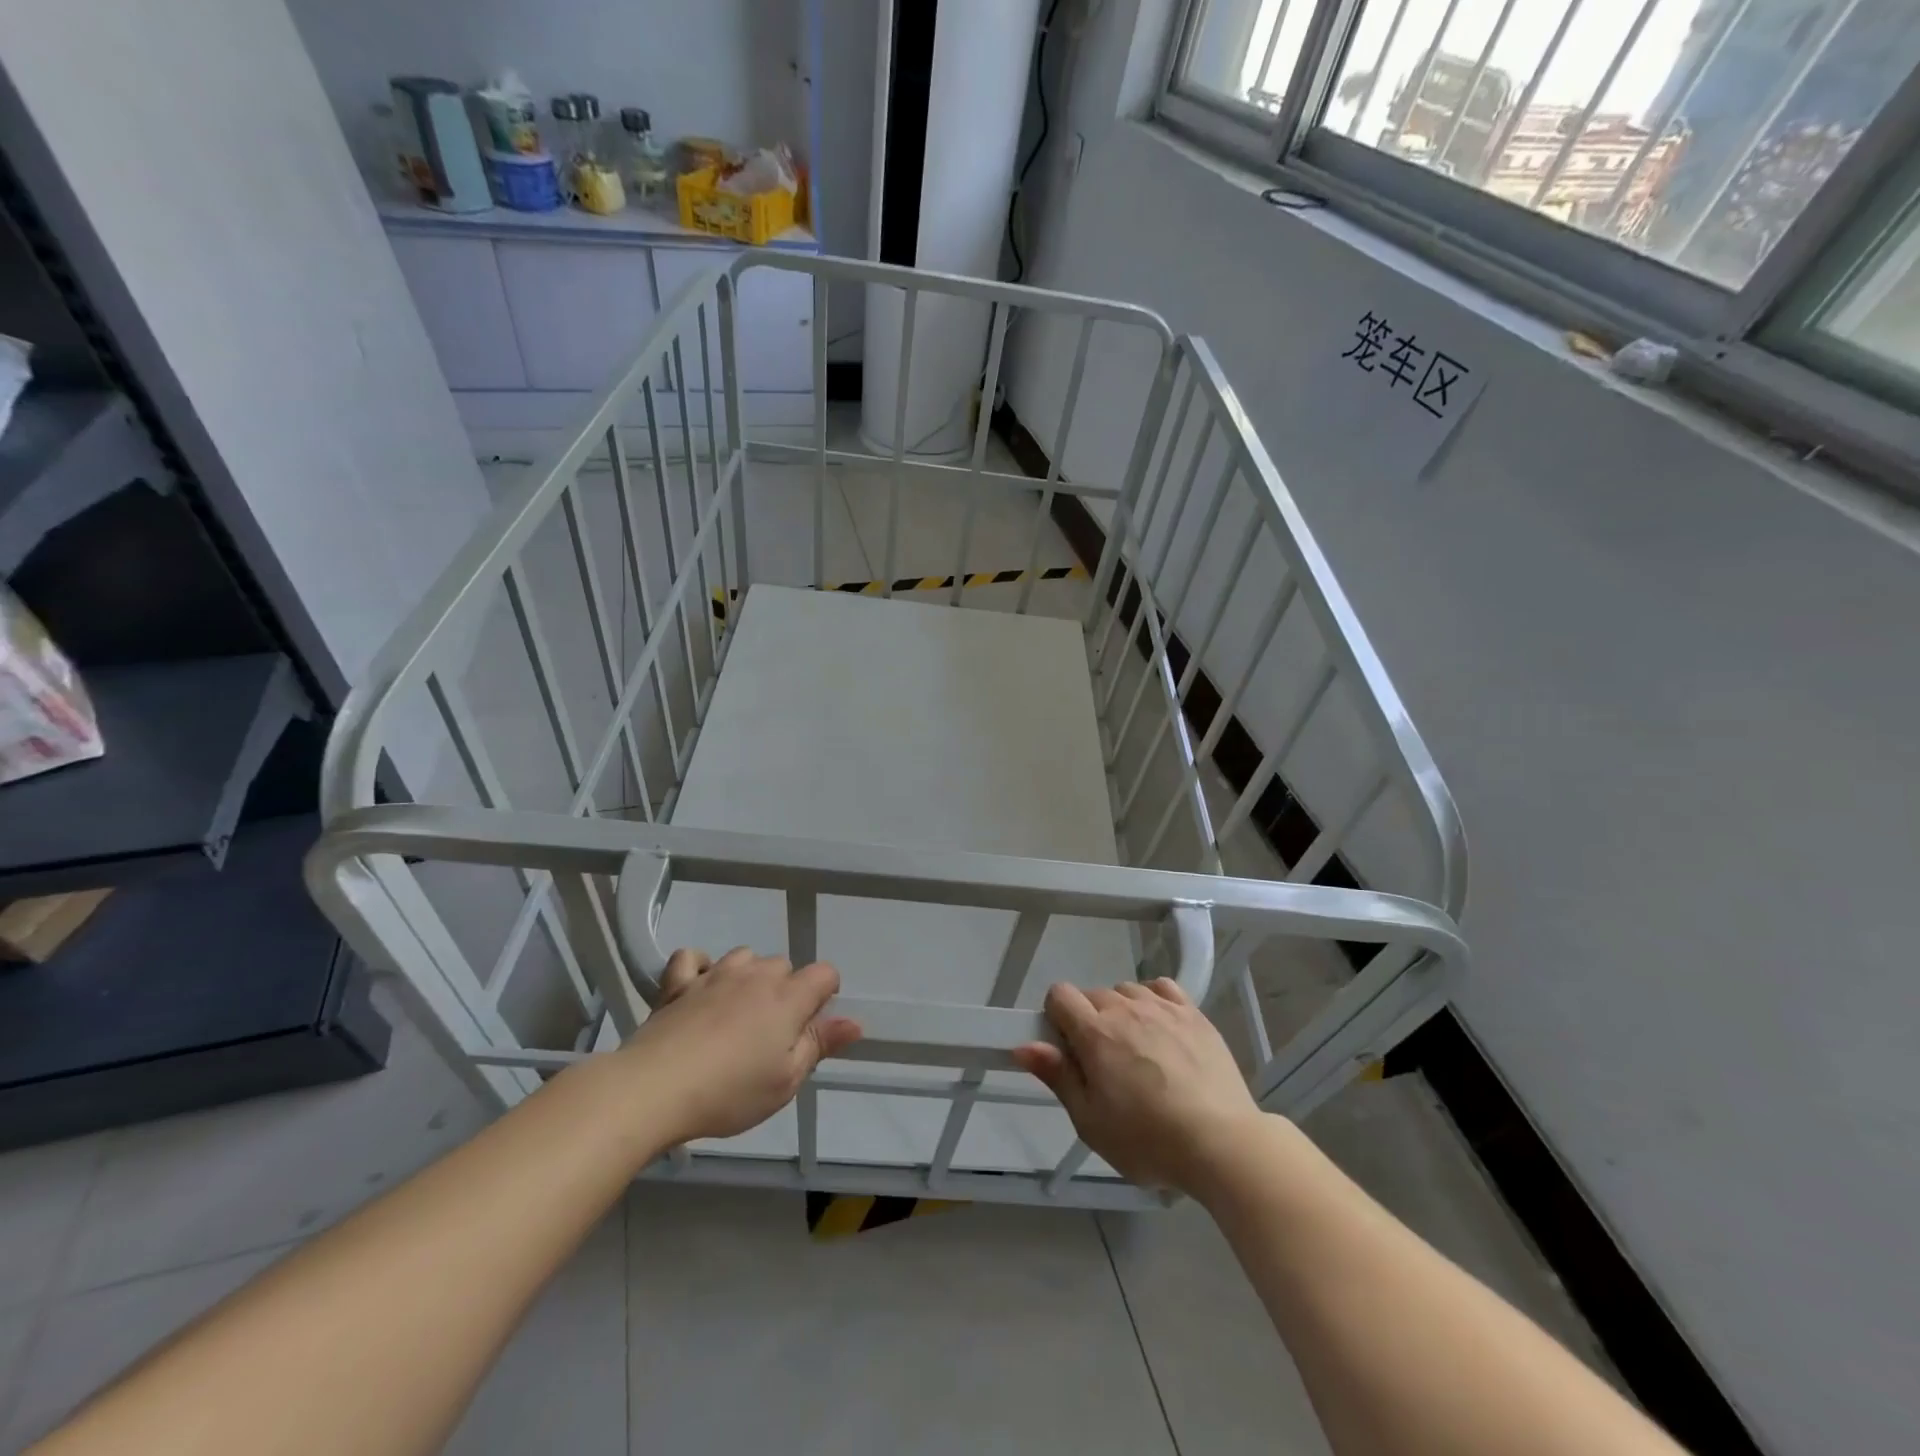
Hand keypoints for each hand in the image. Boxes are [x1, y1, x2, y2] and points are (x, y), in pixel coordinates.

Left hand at [621, 947, 861, 1142]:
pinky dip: (699, 967)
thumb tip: (855, 1021)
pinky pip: (693, 958)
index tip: (810, 1027)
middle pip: (784, 965)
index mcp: (788, 998)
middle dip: (785, 990)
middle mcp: (756, 976)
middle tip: (770, 1033)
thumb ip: (820, 1045)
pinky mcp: (678, 983)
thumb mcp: (786, 1081)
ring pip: (744, 956)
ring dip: (748, 976)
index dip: (825, 995)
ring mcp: (714, 975)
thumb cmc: (729, 1092)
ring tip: (737, 1011)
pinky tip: (699, 988)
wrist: (654, 1088)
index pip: (824, 973)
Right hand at [1012, 979, 1263, 1194]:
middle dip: (1089, 1020)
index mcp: (1095, 1032)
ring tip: (1136, 1050)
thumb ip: (1057, 1076)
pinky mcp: (1194, 1014)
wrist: (1223, 1143)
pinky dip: (1154, 1000)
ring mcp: (1163, 1007)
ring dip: (1122, 1011)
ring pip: (1127, 991)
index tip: (1068, 1050)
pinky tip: (1161, 1028)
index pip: (1060, 994)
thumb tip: (1023, 1045)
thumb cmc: (1149, 1140)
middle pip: (1093, 994)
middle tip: (1103, 1064)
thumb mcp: (1091, 1121)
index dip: (1056, 1017)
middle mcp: (1126, 1008)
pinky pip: (1162, 988)